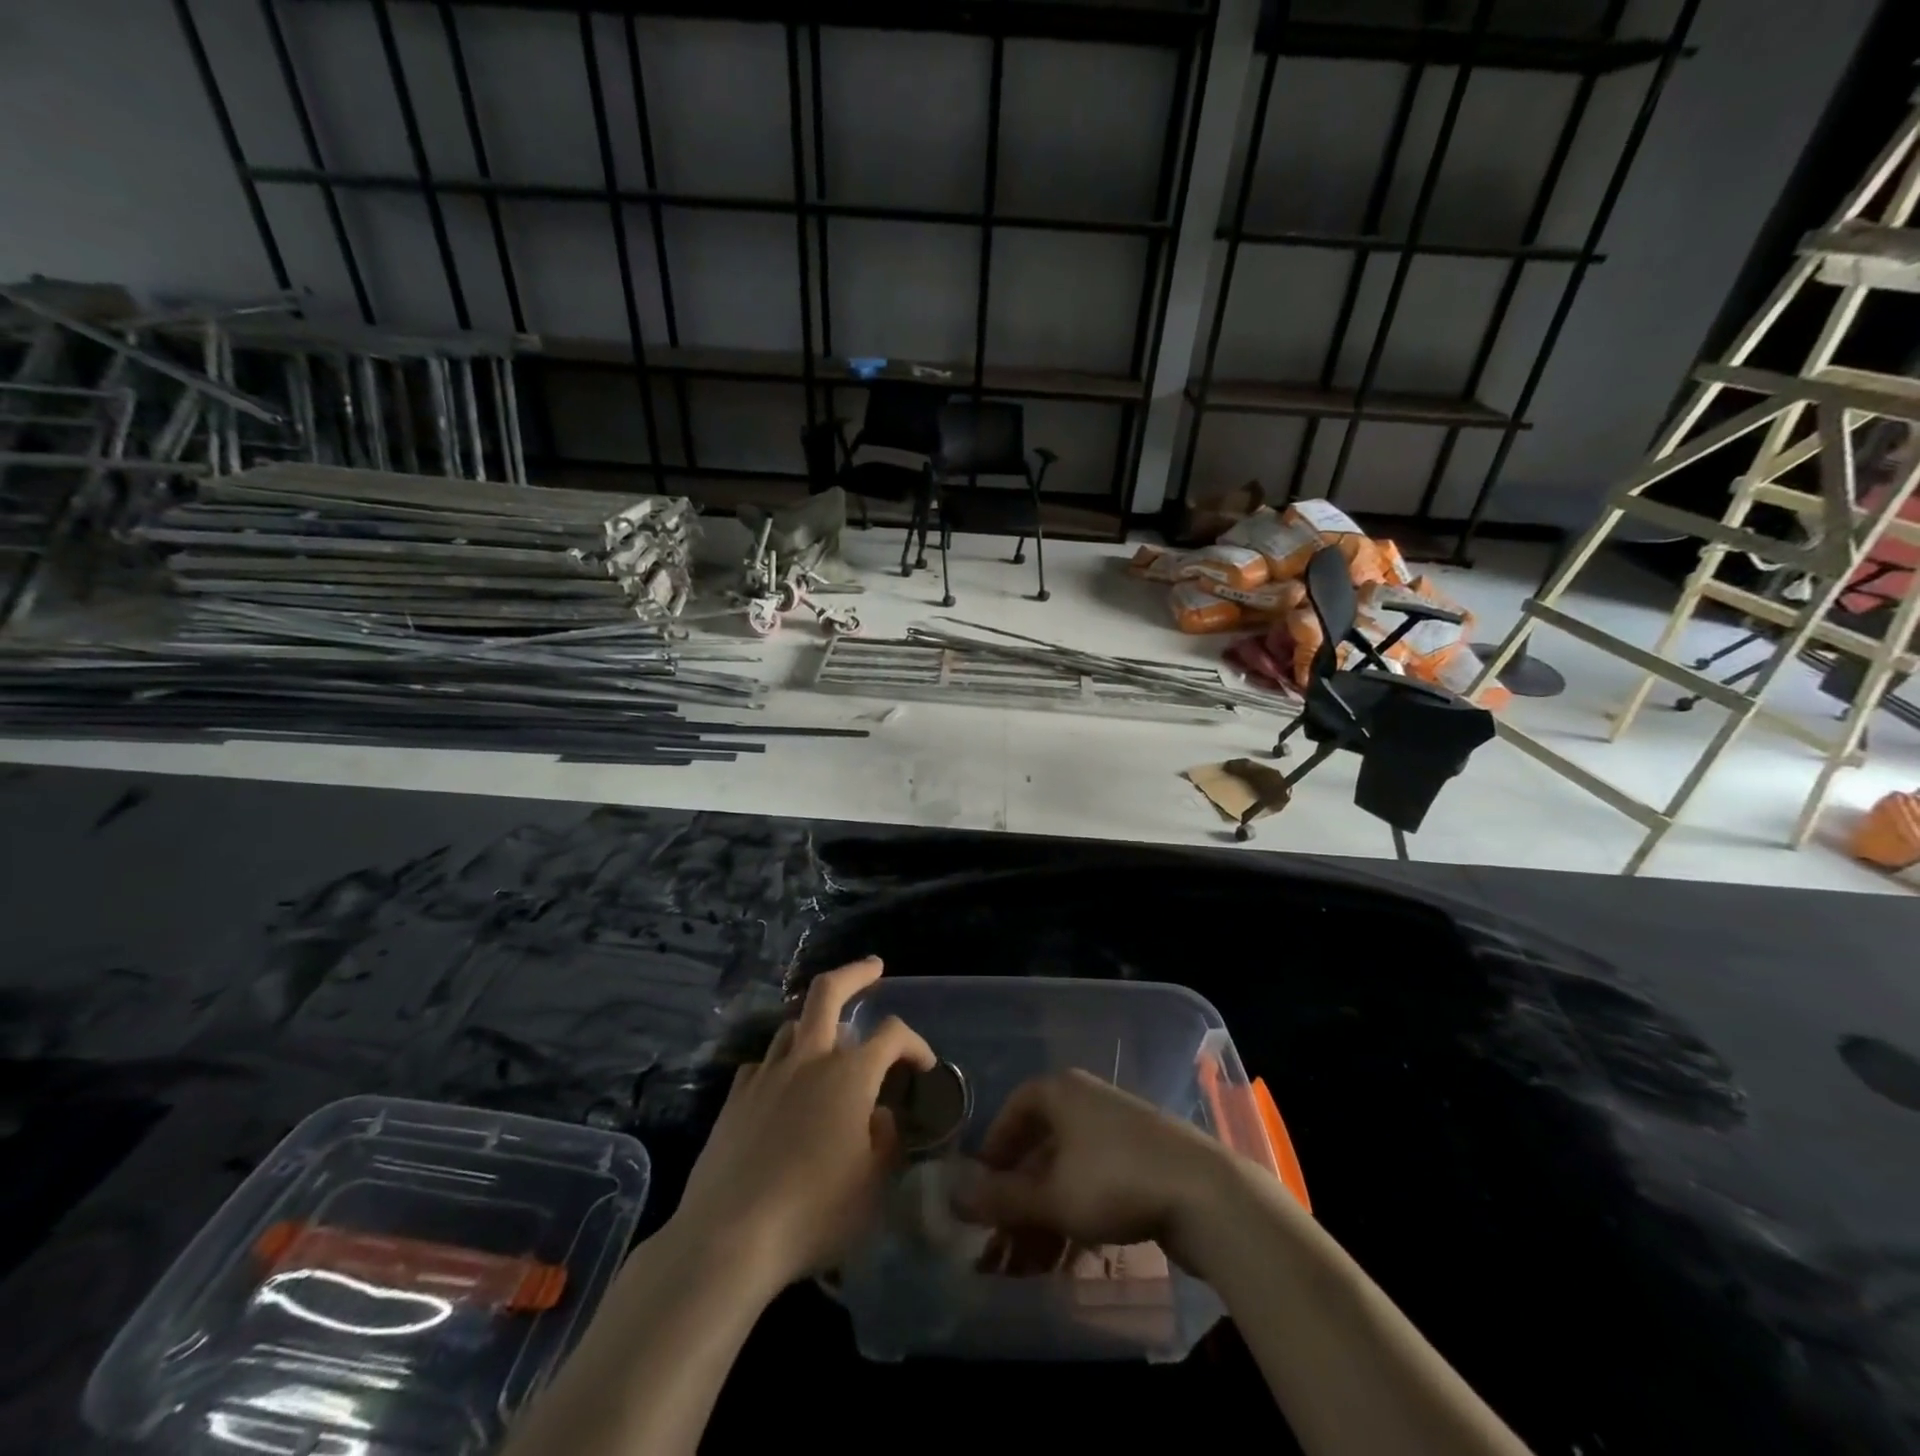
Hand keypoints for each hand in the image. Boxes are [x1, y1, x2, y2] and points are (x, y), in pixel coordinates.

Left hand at [667, 957, 933, 1291]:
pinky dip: (779, 1067)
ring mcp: (766, 1075)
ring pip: (792, 1025)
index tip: (925, 1066)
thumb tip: (880, 1117)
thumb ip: (886, 1142)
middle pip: (828, 991)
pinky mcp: (735, 1098)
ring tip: (827, 1040)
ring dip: (815, 1024)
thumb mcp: (873, 1187)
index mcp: (850, 1075)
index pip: (893, 1034)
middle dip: (855, 972)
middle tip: (873, 967)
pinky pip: (762, 1065)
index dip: (915, 1042)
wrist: (729, 1237)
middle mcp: (808, 1060)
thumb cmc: (814, 1212)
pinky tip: (781, 1089)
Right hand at [952, 1069, 1238, 1270]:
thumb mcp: (1050, 1196)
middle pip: (1041, 1148)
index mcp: (1063, 1092)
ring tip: (1028, 1269)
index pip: (1016, 1108)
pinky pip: (1096, 1186)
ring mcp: (1119, 1132)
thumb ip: (1000, 1198)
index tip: (980, 1187)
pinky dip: (1077, 1220)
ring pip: (1068, 1174)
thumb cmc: (1115, 1181)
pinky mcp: (1145, 1162)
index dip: (994, 1147)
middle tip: (999, 1244)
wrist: (1206, 1195)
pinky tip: (1068, 1264)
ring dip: (1044, 1219)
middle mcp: (1088, 1103)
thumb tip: (951, 1194)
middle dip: (1018, 1200)